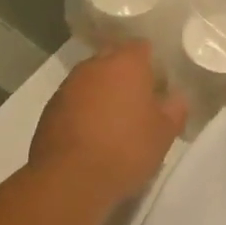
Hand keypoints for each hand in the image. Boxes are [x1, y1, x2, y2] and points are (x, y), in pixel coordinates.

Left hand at [29, 41, 187, 204]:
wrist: (71, 178)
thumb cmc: (126, 149)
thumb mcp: (164, 134)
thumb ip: (174, 109)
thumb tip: (175, 97)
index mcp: (125, 64)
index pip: (141, 46)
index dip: (151, 62)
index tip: (159, 83)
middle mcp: (94, 66)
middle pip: (113, 59)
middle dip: (125, 75)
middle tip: (138, 102)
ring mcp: (68, 85)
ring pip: (91, 80)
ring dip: (102, 93)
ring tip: (114, 121)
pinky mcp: (50, 108)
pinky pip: (74, 100)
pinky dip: (83, 110)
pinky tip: (91, 134)